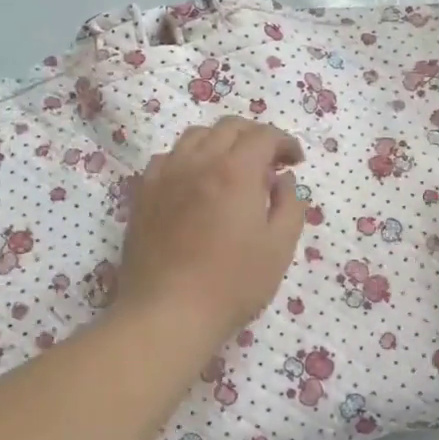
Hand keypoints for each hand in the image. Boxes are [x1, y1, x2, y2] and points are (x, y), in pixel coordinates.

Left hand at [113, 118, 307, 345]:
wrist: (167, 312)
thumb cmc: (232, 284)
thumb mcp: (279, 247)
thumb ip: (290, 205)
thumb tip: (285, 179)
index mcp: (236, 171)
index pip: (263, 136)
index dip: (284, 142)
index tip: (295, 161)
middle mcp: (199, 161)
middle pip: (229, 127)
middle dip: (255, 136)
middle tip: (269, 160)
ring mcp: (166, 175)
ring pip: (195, 136)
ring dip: (220, 141)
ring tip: (232, 165)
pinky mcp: (144, 193)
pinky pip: (168, 158)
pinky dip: (188, 158)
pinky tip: (194, 180)